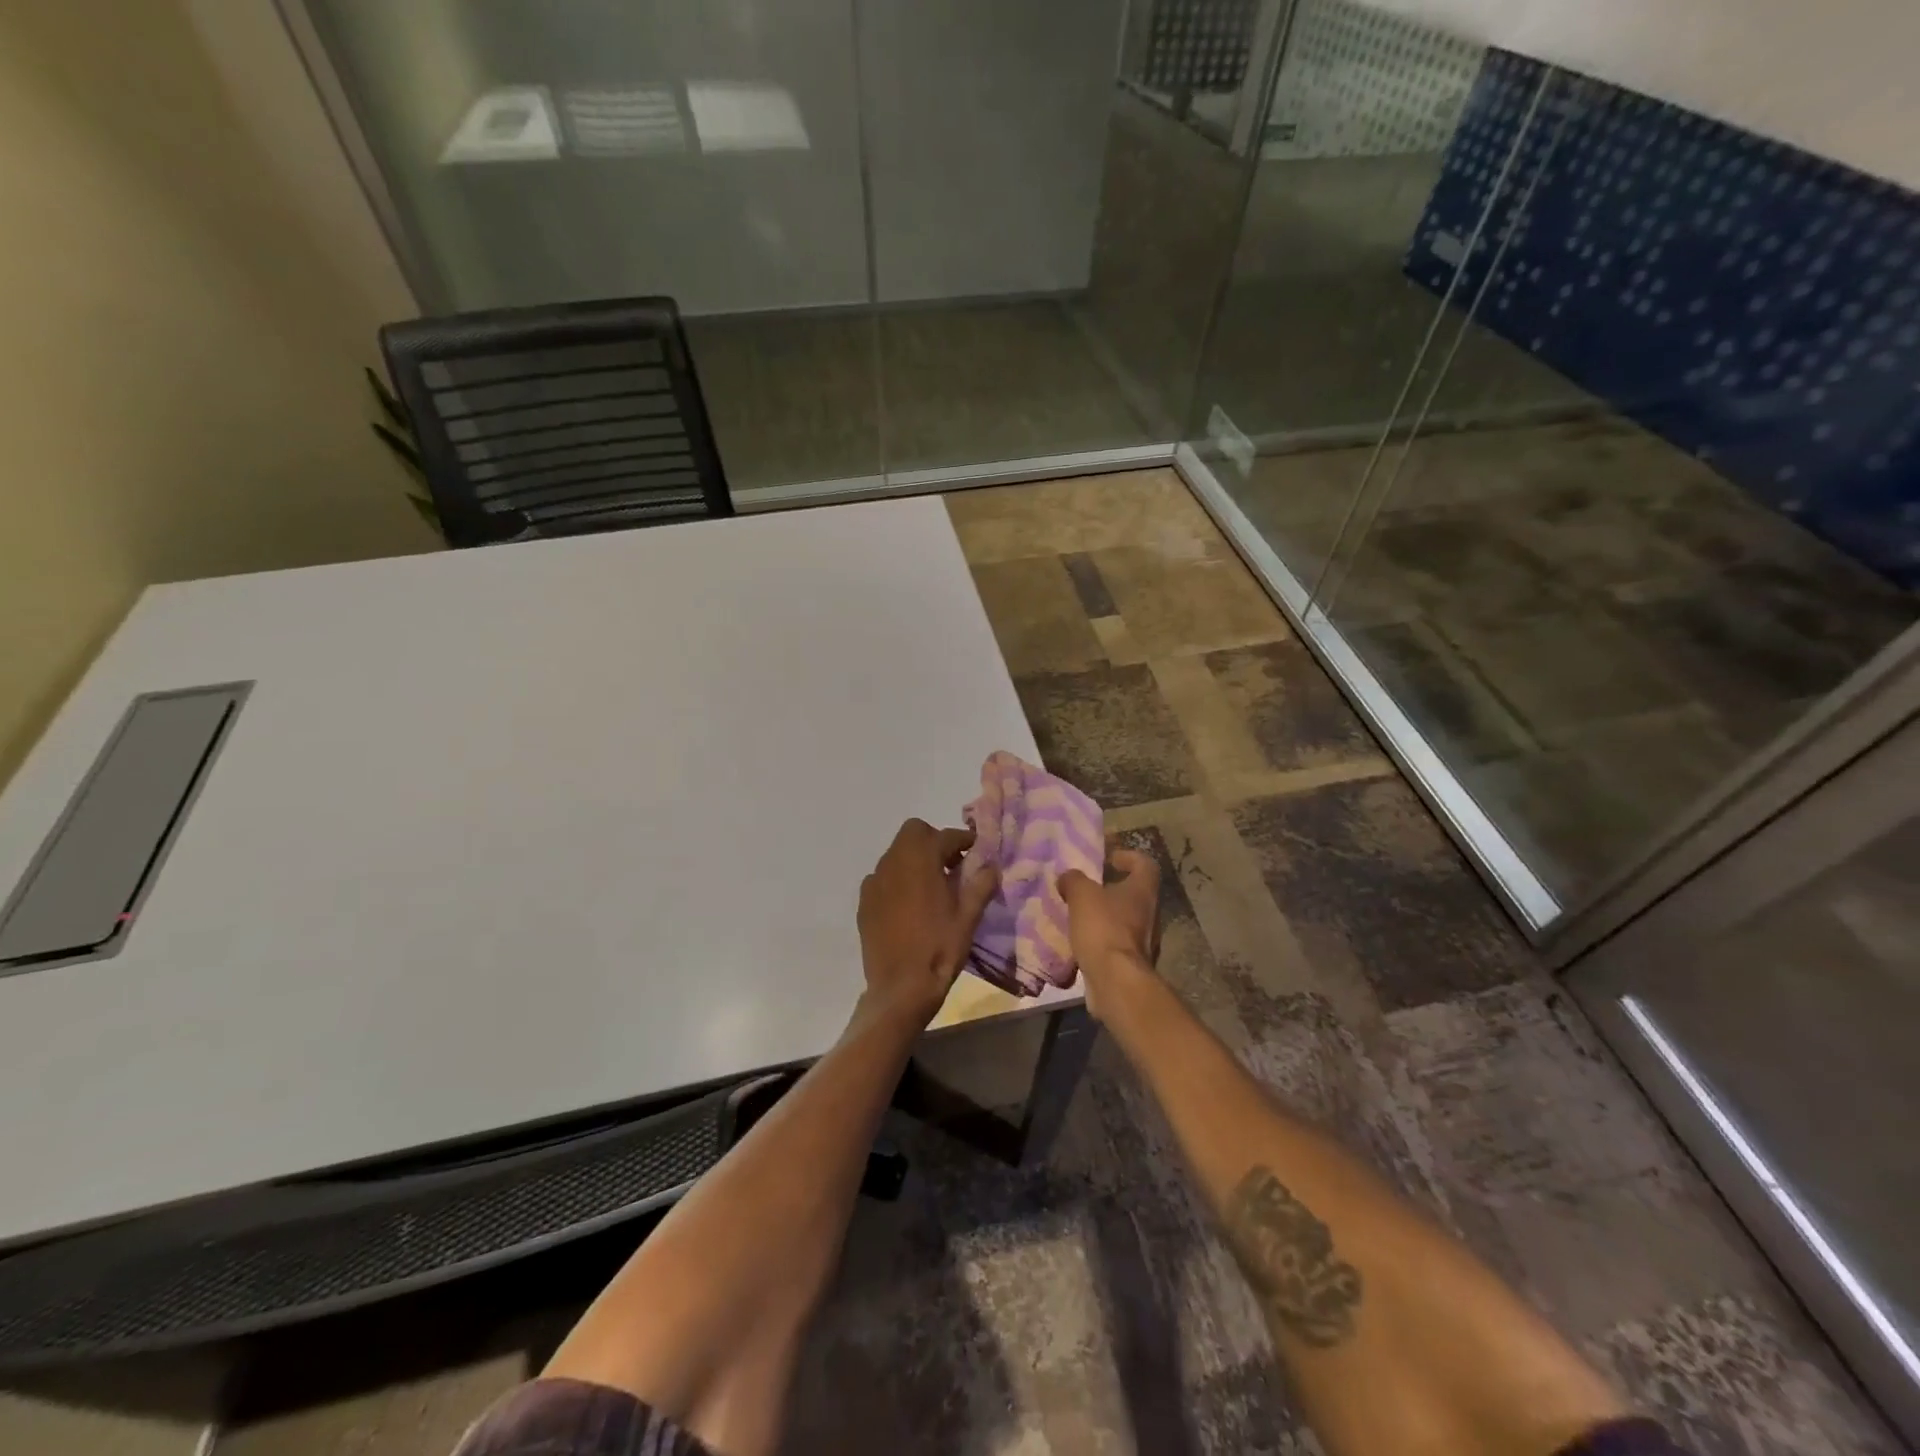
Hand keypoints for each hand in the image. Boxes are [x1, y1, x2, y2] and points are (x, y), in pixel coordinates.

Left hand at [857, 819, 998, 1026]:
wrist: (900, 988)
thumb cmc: (939, 948)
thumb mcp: (969, 917)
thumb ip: (981, 884)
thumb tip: (991, 866)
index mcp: (920, 859)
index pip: (946, 836)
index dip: (964, 840)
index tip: (976, 850)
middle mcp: (893, 862)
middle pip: (914, 833)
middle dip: (934, 842)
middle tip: (952, 865)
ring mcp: (874, 882)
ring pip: (896, 855)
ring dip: (915, 860)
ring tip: (933, 887)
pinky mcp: (864, 902)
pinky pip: (884, 879)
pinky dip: (898, 881)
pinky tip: (910, 906)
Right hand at [1058, 849, 1160, 1020]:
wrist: (1116, 981)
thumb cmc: (1103, 929)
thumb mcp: (1082, 895)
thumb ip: (1074, 880)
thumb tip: (1068, 877)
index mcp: (1143, 891)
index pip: (1145, 864)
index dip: (1129, 856)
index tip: (1109, 858)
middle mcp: (1150, 914)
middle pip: (1135, 893)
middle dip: (1111, 889)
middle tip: (1086, 888)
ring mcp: (1144, 941)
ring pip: (1124, 920)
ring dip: (1104, 915)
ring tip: (1078, 915)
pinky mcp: (1132, 963)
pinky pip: (1115, 943)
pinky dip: (1100, 939)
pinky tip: (1080, 941)